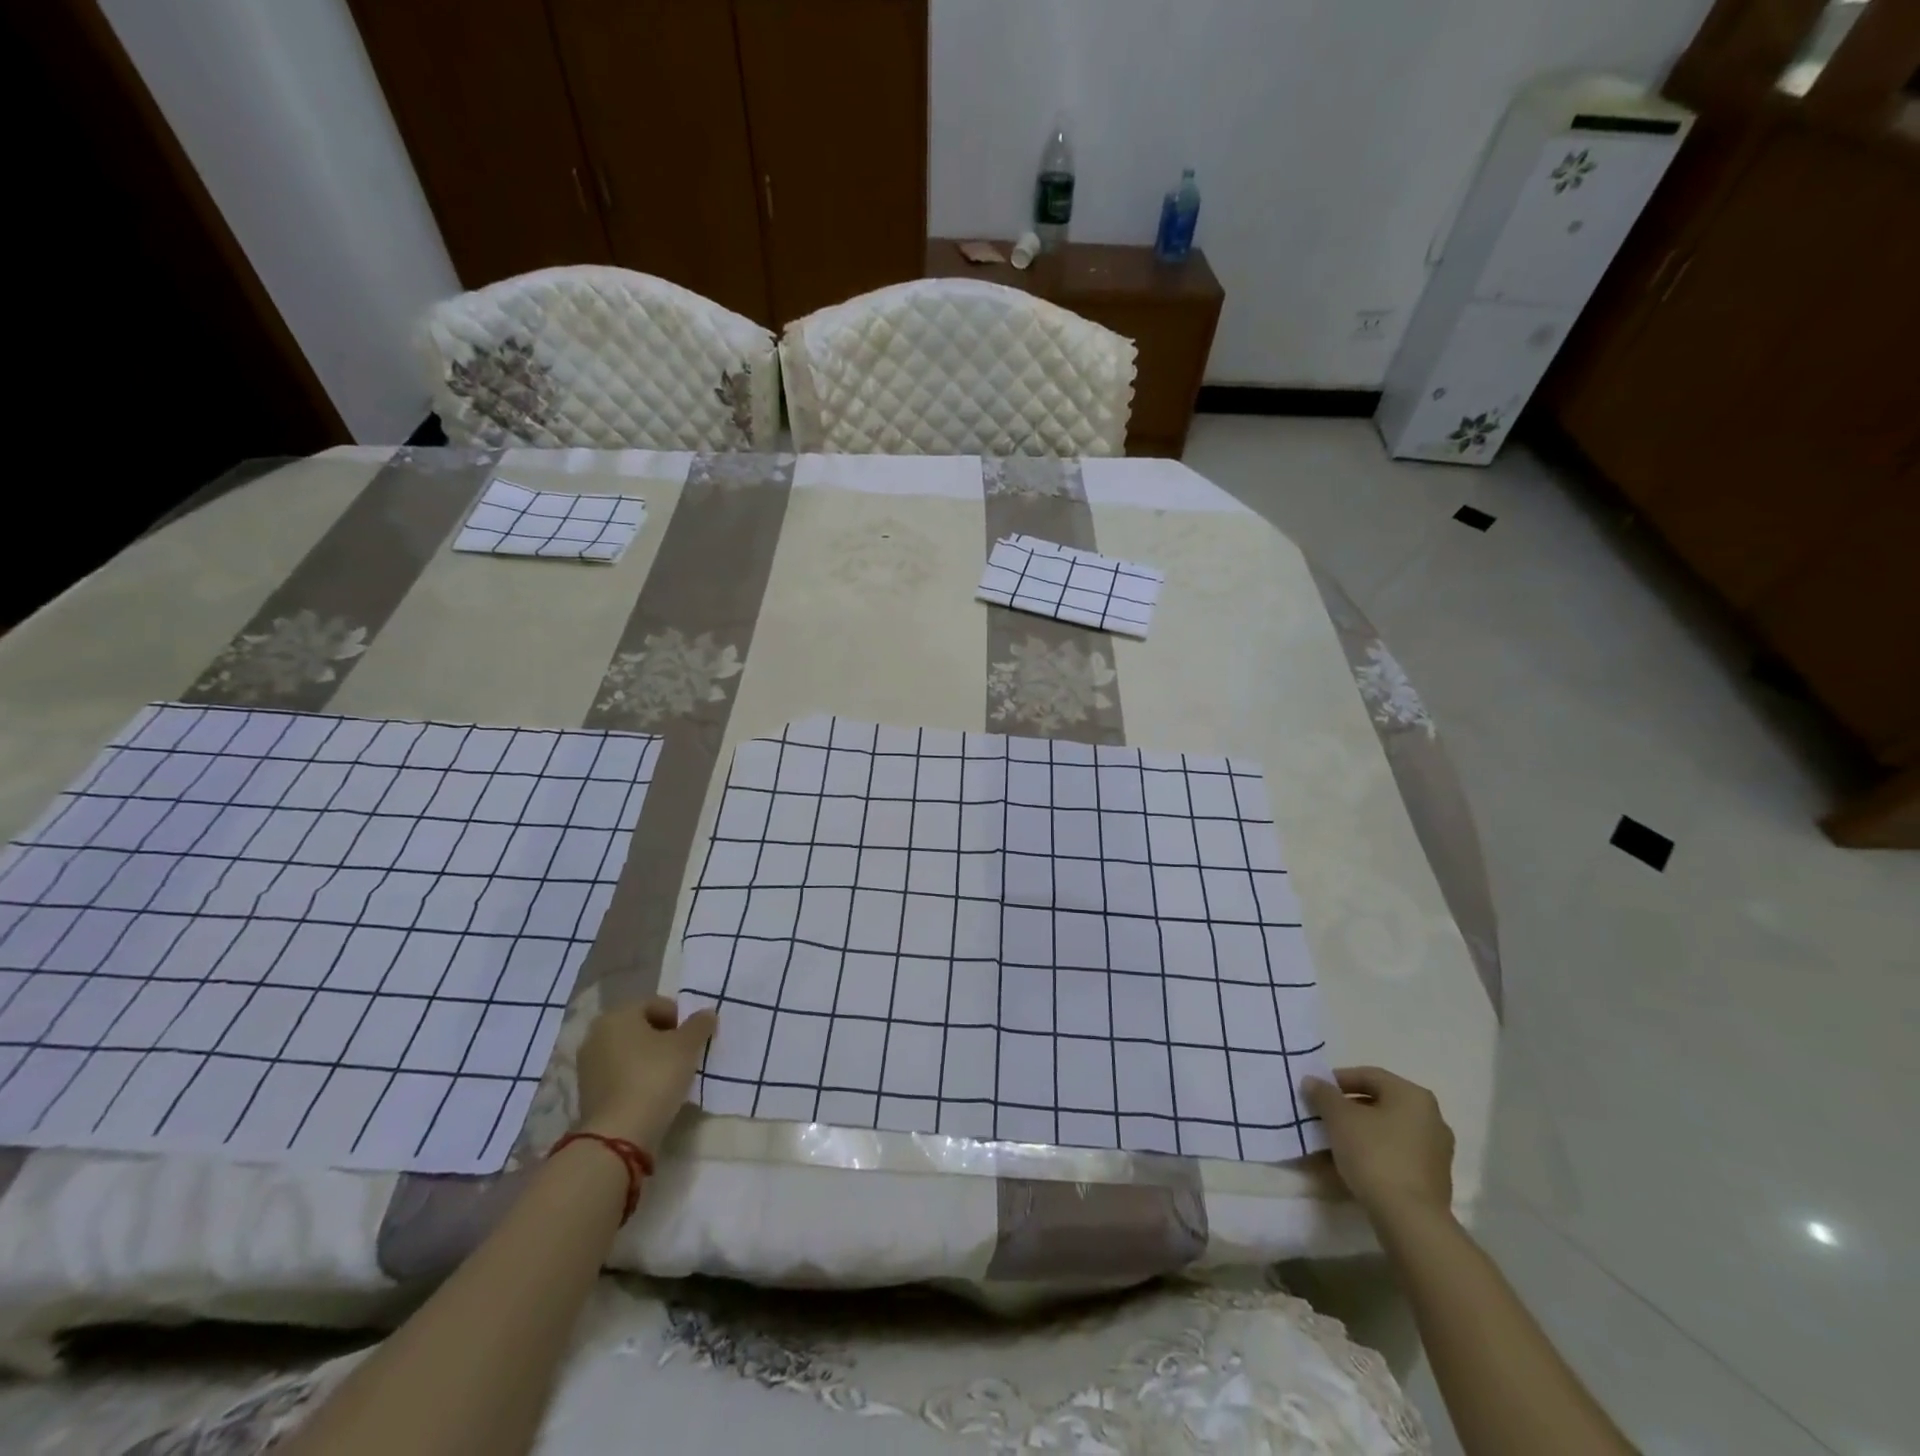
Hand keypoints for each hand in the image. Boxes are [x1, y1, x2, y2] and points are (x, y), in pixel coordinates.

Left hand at [574, 996, 716, 1151]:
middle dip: (664, 1038)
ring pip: (629, 1052)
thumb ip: (700, 1025)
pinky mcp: (586, 1093)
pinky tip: (651, 1093)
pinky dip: (635, 1078)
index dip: (680, 1018)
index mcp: (618, 1014)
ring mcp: (588, 1065)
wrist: (618, 1135)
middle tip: (684, 1056)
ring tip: (670, 1077)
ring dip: (649, 1059)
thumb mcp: (687, 1046)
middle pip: (641, 1027)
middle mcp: (596, 1034)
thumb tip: (706, 1014)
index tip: (692, 1040)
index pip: (657, 1004)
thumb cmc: (655, 1077)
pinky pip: (619, 1075)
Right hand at [1303, 1066, 1453, 1219]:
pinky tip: (1346, 1167)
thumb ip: (1323, 1094)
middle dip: (1346, 1110)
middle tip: (1321, 1117)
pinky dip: (1371, 1156)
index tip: (1315, 1092)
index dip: (1337, 1080)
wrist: (1409, 1219)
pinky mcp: (1432, 1181)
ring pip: (1385, 1133)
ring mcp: (1435, 1152)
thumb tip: (1313, 1082)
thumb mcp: (1339, 1117)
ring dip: (1356, 1135)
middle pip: (1378, 1105)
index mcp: (1413, 1096)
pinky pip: (1394, 1157)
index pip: (1369, 1076)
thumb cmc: (1374, 1154)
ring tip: (1328, 1145)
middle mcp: (1431, 1119)